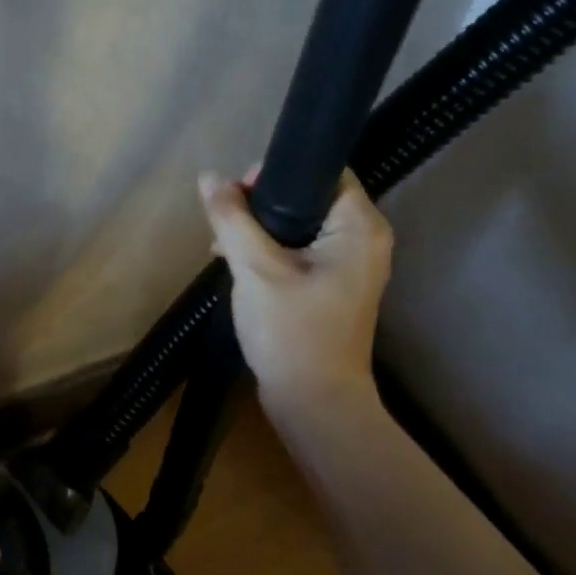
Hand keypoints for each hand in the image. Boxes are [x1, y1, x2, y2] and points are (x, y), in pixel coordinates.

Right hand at [199, 167, 392, 408]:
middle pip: (309, 198)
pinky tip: (238, 265)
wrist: (314, 402)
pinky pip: (301, 254)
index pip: (322, 172)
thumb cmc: (291, 330)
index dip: (277, 174)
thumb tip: (210, 178)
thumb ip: (232, 219)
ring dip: (261, 231)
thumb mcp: (255, 269)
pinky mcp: (334, 288)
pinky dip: (271, 254)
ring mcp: (351, 267)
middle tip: (225, 222)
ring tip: (223, 246)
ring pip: (300, 228)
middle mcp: (365, 240)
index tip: (238, 194)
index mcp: (359, 226)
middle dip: (261, 205)